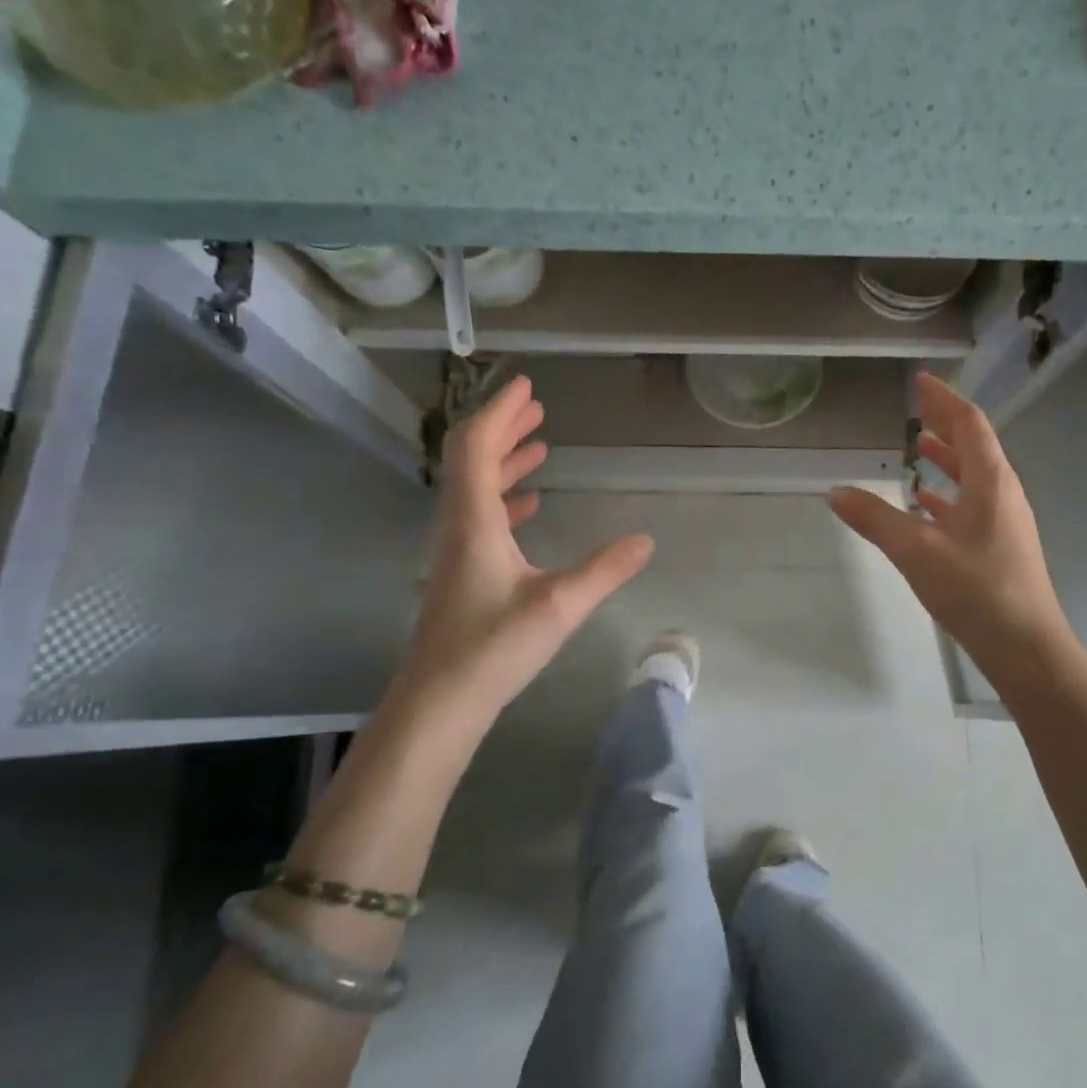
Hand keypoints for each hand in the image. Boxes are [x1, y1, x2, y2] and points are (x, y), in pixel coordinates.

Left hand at [399, 376, 653, 719]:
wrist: (441, 701)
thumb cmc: (495, 647)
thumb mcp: (560, 605)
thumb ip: (604, 570)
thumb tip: (646, 541)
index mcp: (474, 521)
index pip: (478, 448)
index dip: (499, 412)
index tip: (526, 386)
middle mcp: (458, 526)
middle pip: (472, 460)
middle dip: (503, 429)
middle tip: (536, 407)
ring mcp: (456, 550)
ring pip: (476, 489)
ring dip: (505, 461)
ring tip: (540, 445)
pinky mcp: (462, 572)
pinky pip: (481, 517)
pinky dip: (504, 498)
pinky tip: (529, 506)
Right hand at [829, 373, 1072, 699]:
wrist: (1025, 646)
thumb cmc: (976, 589)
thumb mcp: (917, 551)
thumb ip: (875, 519)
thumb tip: (836, 492)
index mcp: (991, 481)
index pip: (969, 423)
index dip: (944, 399)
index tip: (921, 381)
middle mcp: (1003, 493)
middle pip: (974, 445)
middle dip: (945, 423)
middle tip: (917, 407)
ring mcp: (1004, 522)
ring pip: (973, 477)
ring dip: (947, 458)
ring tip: (919, 447)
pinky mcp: (999, 548)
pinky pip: (971, 506)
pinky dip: (947, 496)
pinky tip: (925, 506)